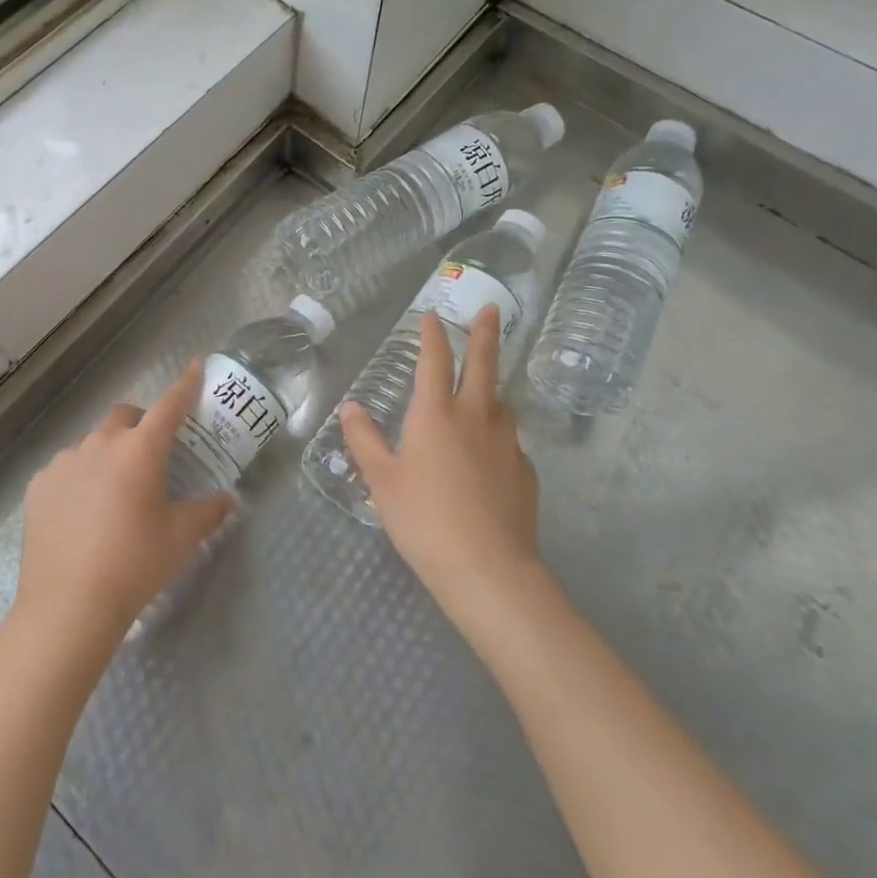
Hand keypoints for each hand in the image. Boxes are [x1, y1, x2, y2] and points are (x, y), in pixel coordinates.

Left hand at [14, 362, 236, 655]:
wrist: (68, 606)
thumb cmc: (135, 565)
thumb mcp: (182, 538)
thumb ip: (210, 512)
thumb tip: (229, 499)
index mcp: (140, 449)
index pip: (170, 405)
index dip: (186, 385)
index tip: (195, 366)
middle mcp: (101, 443)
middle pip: (125, 416)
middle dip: (141, 423)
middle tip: (152, 454)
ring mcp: (65, 462)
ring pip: (93, 442)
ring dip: (109, 453)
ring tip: (114, 492)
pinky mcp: (39, 484)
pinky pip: (66, 468)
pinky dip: (80, 477)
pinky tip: (82, 512)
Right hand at [340, 307, 540, 611]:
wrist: (487, 568)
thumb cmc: (423, 519)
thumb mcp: (381, 481)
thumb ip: (364, 440)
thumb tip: (351, 407)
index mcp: (435, 414)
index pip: (435, 361)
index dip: (433, 335)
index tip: (432, 315)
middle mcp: (475, 417)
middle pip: (484, 364)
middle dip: (485, 333)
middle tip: (492, 309)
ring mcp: (507, 443)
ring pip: (501, 403)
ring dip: (492, 388)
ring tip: (483, 391)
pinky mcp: (525, 471)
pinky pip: (509, 441)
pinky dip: (498, 435)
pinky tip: (489, 456)